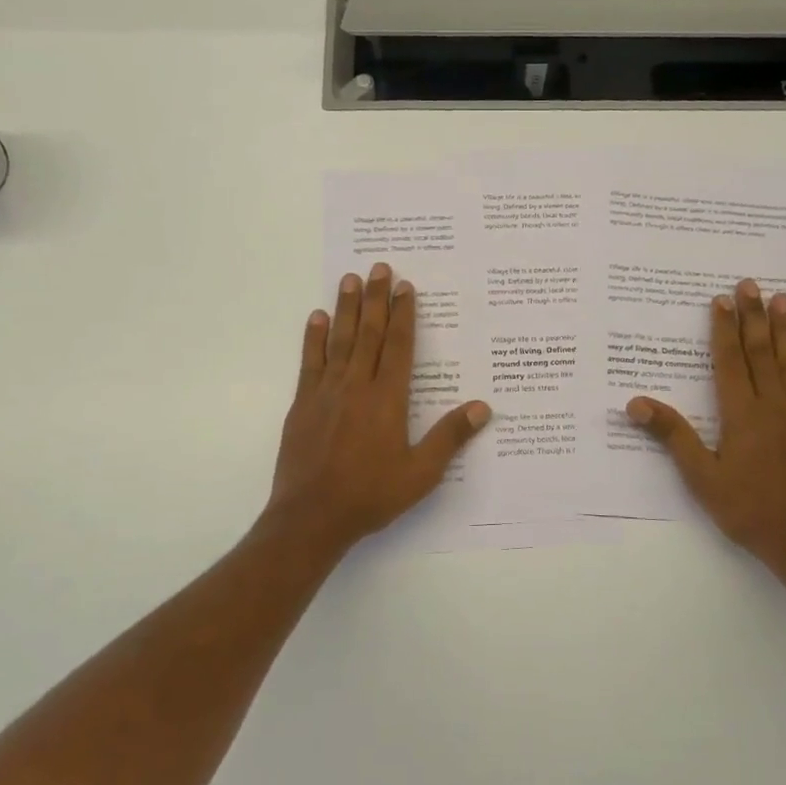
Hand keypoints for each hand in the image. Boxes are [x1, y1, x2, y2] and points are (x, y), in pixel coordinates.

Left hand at [263, 263, 490, 554]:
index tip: (406, 287)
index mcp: (388, 399)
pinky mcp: (303, 404)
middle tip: (379, 267)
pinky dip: (314, 338)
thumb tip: (482, 407)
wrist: (312, 517)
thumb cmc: (371, 495)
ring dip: (347, 308)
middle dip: (377, 298)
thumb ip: (449, 437)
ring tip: (349, 279)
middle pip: (370, 333)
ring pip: (340, 340)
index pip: (399, 346)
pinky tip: (316, 319)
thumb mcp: (421, 473)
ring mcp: (326, 392)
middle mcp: (357, 386)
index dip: (404, 315)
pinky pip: (310, 362)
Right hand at [626, 280, 785, 575]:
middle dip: (754, 317)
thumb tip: (636, 403)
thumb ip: (673, 436)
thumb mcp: (701, 478)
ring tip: (783, 299)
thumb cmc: (748, 510)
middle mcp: (773, 406)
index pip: (729, 361)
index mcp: (741, 415)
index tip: (721, 300)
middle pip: (761, 353)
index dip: (724, 329)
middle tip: (750, 284)